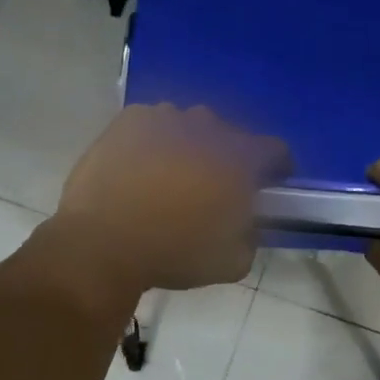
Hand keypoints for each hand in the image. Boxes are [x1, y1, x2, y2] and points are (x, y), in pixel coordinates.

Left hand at [51, 104, 289, 292]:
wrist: (103, 243)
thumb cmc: (174, 253)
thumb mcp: (233, 262)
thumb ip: (252, 237)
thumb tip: (249, 224)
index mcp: (240, 157)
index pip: (276, 150)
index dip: (276, 169)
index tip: (266, 188)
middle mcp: (207, 126)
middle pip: (229, 136)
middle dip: (227, 159)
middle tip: (211, 190)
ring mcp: (165, 117)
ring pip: (189, 127)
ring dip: (189, 147)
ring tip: (170, 179)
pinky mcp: (129, 120)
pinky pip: (153, 125)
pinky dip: (154, 142)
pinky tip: (140, 169)